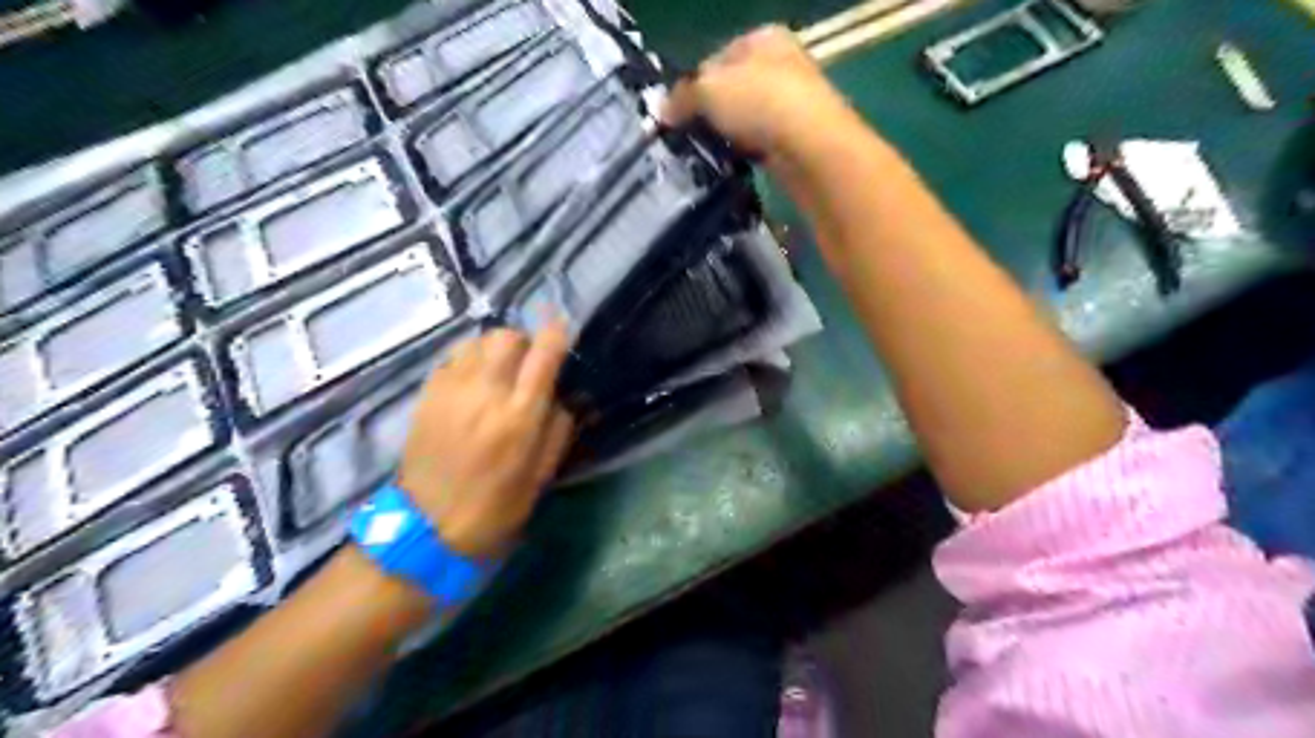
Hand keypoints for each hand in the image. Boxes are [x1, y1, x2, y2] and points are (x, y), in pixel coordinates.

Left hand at [394, 326, 570, 556]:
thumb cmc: (494, 508)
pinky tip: (473, 384)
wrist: (425, 528)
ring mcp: (451, 390)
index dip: (557, 335)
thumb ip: (557, 430)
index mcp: (520, 416)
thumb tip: (561, 397)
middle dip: (525, 342)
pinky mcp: (427, 394)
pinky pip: (453, 358)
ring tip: (499, 372)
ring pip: (478, 341)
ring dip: (496, 350)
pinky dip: (470, 361)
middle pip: (508, 336)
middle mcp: (486, 392)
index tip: (562, 337)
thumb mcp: (541, 476)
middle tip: (529, 365)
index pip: (544, 353)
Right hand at [664, 25, 860, 163]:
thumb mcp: (709, 89)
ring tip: (708, 153)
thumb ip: (682, 96)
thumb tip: (663, 111)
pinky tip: (734, 163)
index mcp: (764, 37)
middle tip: (689, 136)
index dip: (692, 85)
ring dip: (728, 136)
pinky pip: (760, 144)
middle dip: (710, 113)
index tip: (676, 114)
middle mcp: (782, 64)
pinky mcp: (798, 138)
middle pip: (732, 90)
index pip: (716, 58)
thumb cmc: (760, 102)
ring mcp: (793, 103)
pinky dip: (746, 153)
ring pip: (746, 119)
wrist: (812, 147)